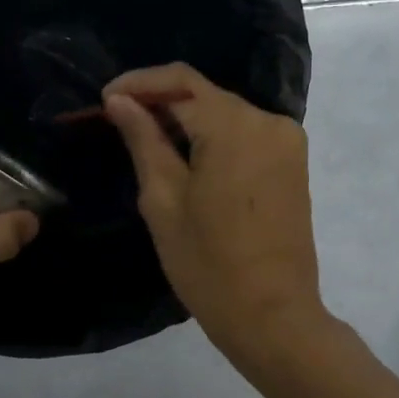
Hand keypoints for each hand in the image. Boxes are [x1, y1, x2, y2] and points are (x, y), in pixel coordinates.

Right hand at [102, 63, 330, 369]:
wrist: (273, 315)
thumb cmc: (209, 265)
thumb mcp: (164, 201)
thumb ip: (144, 140)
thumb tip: (120, 100)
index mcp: (236, 126)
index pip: (182, 82)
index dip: (139, 83)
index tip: (104, 100)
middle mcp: (269, 122)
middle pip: (207, 96)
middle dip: (162, 103)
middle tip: (119, 123)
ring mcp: (288, 143)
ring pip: (227, 115)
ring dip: (188, 121)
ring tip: (147, 141)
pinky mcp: (294, 165)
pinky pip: (247, 136)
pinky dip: (215, 139)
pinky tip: (188, 158)